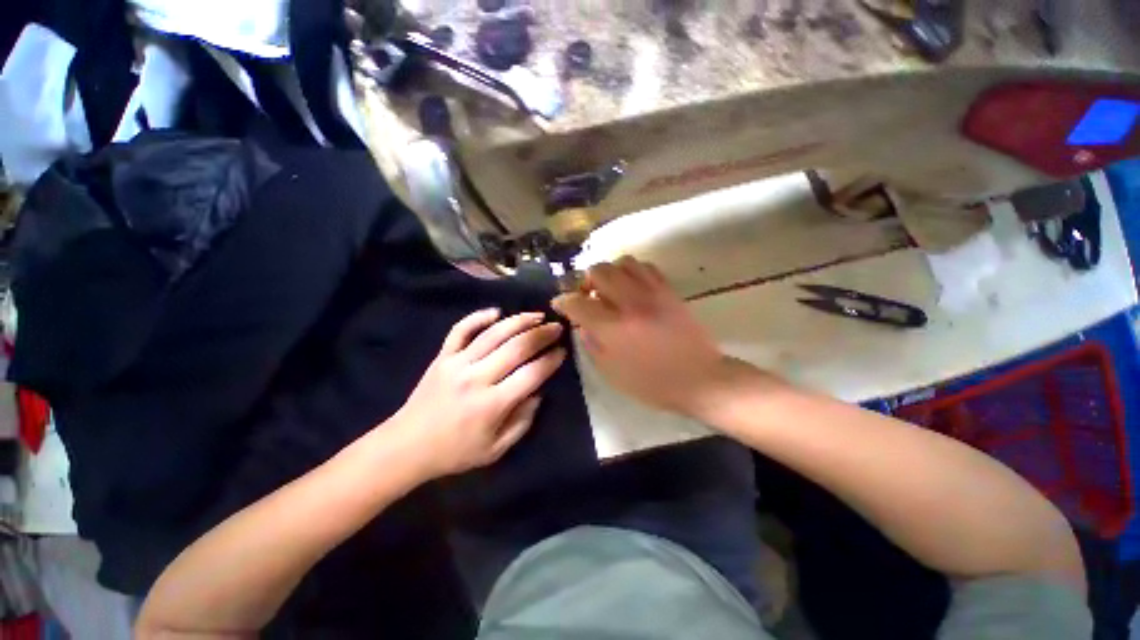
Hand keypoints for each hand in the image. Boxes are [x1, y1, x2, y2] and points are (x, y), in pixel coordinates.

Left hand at [395, 309, 565, 477]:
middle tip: (557, 327)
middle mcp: (477, 378)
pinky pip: (460, 330)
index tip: (563, 350)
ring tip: (537, 315)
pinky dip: (478, 317)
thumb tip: (538, 393)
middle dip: (541, 334)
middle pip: (516, 348)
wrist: (406, 446)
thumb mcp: (495, 449)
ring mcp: (457, 363)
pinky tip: (496, 311)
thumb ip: (522, 422)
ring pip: (493, 334)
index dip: (550, 360)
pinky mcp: (442, 357)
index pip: (531, 374)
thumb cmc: (455, 452)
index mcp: (492, 404)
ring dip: (519, 321)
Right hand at [552, 257, 739, 416]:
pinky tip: (631, 287)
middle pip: (598, 271)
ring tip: (610, 289)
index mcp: (613, 328)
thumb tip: (581, 324)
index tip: (559, 304)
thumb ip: (591, 344)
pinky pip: (645, 267)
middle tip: (587, 296)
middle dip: (585, 281)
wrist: (699, 378)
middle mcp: (630, 303)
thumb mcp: (612, 373)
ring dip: (609, 272)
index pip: (577, 303)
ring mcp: (652, 293)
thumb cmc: (652, 382)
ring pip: (622, 262)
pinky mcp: (668, 290)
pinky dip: (631, 271)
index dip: (563, 301)